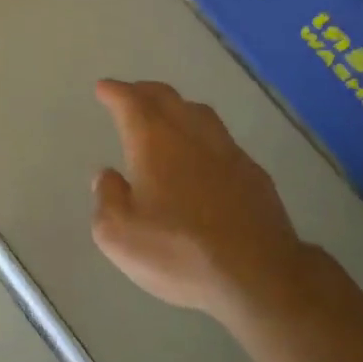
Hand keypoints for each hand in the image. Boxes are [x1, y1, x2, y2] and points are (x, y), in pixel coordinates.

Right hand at [91, 80, 306, 320]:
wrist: (258, 274)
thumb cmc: (179, 251)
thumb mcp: (119, 235)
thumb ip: (107, 199)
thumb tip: (107, 176)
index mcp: (154, 141)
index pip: (130, 102)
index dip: (115, 92)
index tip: (104, 87)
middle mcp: (190, 134)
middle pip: (166, 97)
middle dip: (144, 91)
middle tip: (130, 93)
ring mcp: (227, 151)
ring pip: (198, 113)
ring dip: (177, 107)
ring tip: (167, 114)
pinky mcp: (253, 173)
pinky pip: (222, 140)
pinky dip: (203, 136)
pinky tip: (204, 155)